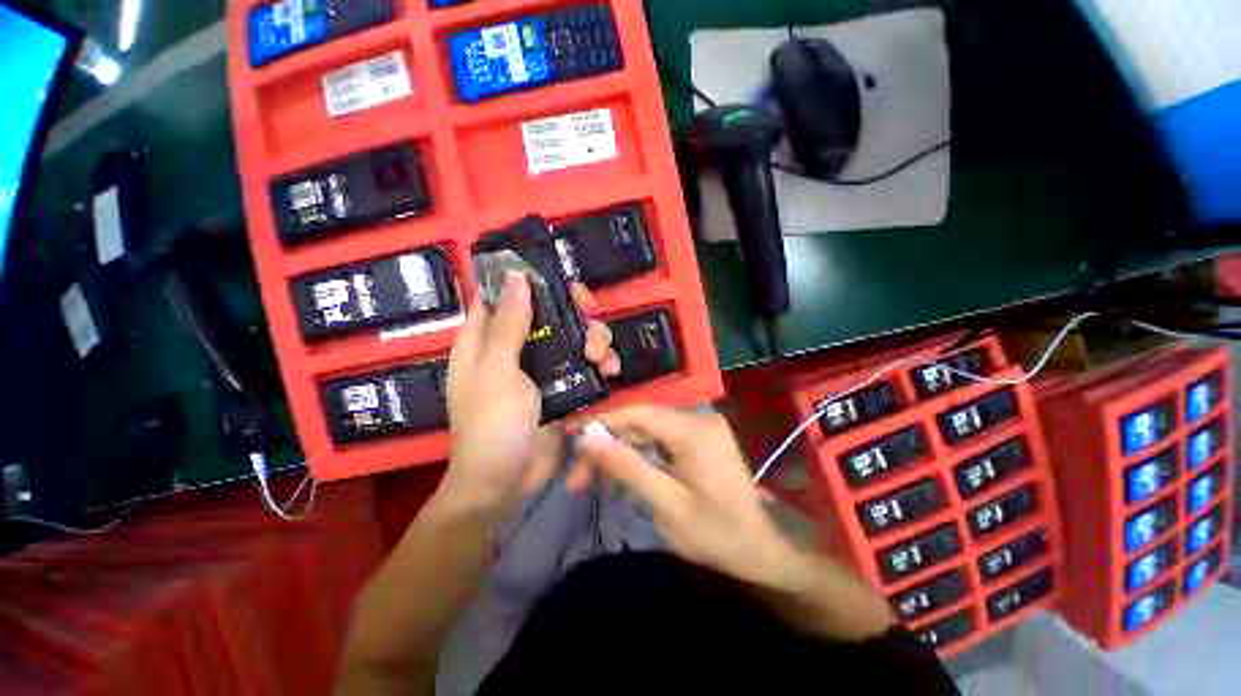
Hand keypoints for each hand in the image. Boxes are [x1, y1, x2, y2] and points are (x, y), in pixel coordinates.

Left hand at [441, 271, 619, 511]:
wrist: (509, 481)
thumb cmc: (492, 424)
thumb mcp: (498, 371)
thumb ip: (509, 325)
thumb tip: (516, 276)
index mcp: (486, 339)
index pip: (506, 295)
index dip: (531, 281)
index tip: (560, 280)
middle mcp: (515, 348)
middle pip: (549, 313)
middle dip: (575, 313)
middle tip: (590, 318)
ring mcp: (542, 368)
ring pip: (573, 337)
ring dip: (594, 340)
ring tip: (601, 358)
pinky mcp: (563, 386)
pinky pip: (586, 364)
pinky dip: (601, 364)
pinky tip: (610, 372)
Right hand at [575, 406, 799, 585]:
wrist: (762, 550)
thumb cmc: (717, 535)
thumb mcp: (666, 505)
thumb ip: (626, 467)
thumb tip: (587, 440)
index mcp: (693, 430)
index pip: (636, 412)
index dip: (601, 422)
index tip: (570, 438)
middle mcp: (697, 418)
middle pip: (639, 421)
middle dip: (607, 445)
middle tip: (578, 477)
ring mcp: (700, 426)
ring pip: (647, 430)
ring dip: (620, 451)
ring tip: (592, 479)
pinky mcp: (699, 438)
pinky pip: (660, 438)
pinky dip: (639, 454)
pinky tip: (622, 472)